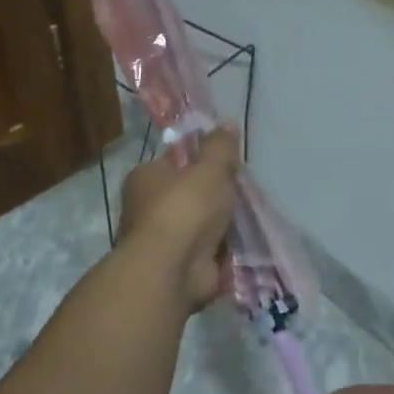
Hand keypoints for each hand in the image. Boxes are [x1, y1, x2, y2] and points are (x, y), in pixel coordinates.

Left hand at [116, 127, 240, 310]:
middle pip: (189, 195)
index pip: (175, 162)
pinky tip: (243, 246)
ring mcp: (162, 241)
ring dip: (220, 227)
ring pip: (199, 226)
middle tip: (241, 194)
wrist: (172, 270)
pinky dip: (222, 252)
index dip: (201, 162)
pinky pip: (206, 253)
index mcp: (145, 178)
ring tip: (248, 220)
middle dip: (214, 198)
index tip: (227, 166)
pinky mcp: (177, 267)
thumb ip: (220, 147)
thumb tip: (226, 123)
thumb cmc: (185, 209)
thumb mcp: (209, 168)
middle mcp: (146, 208)